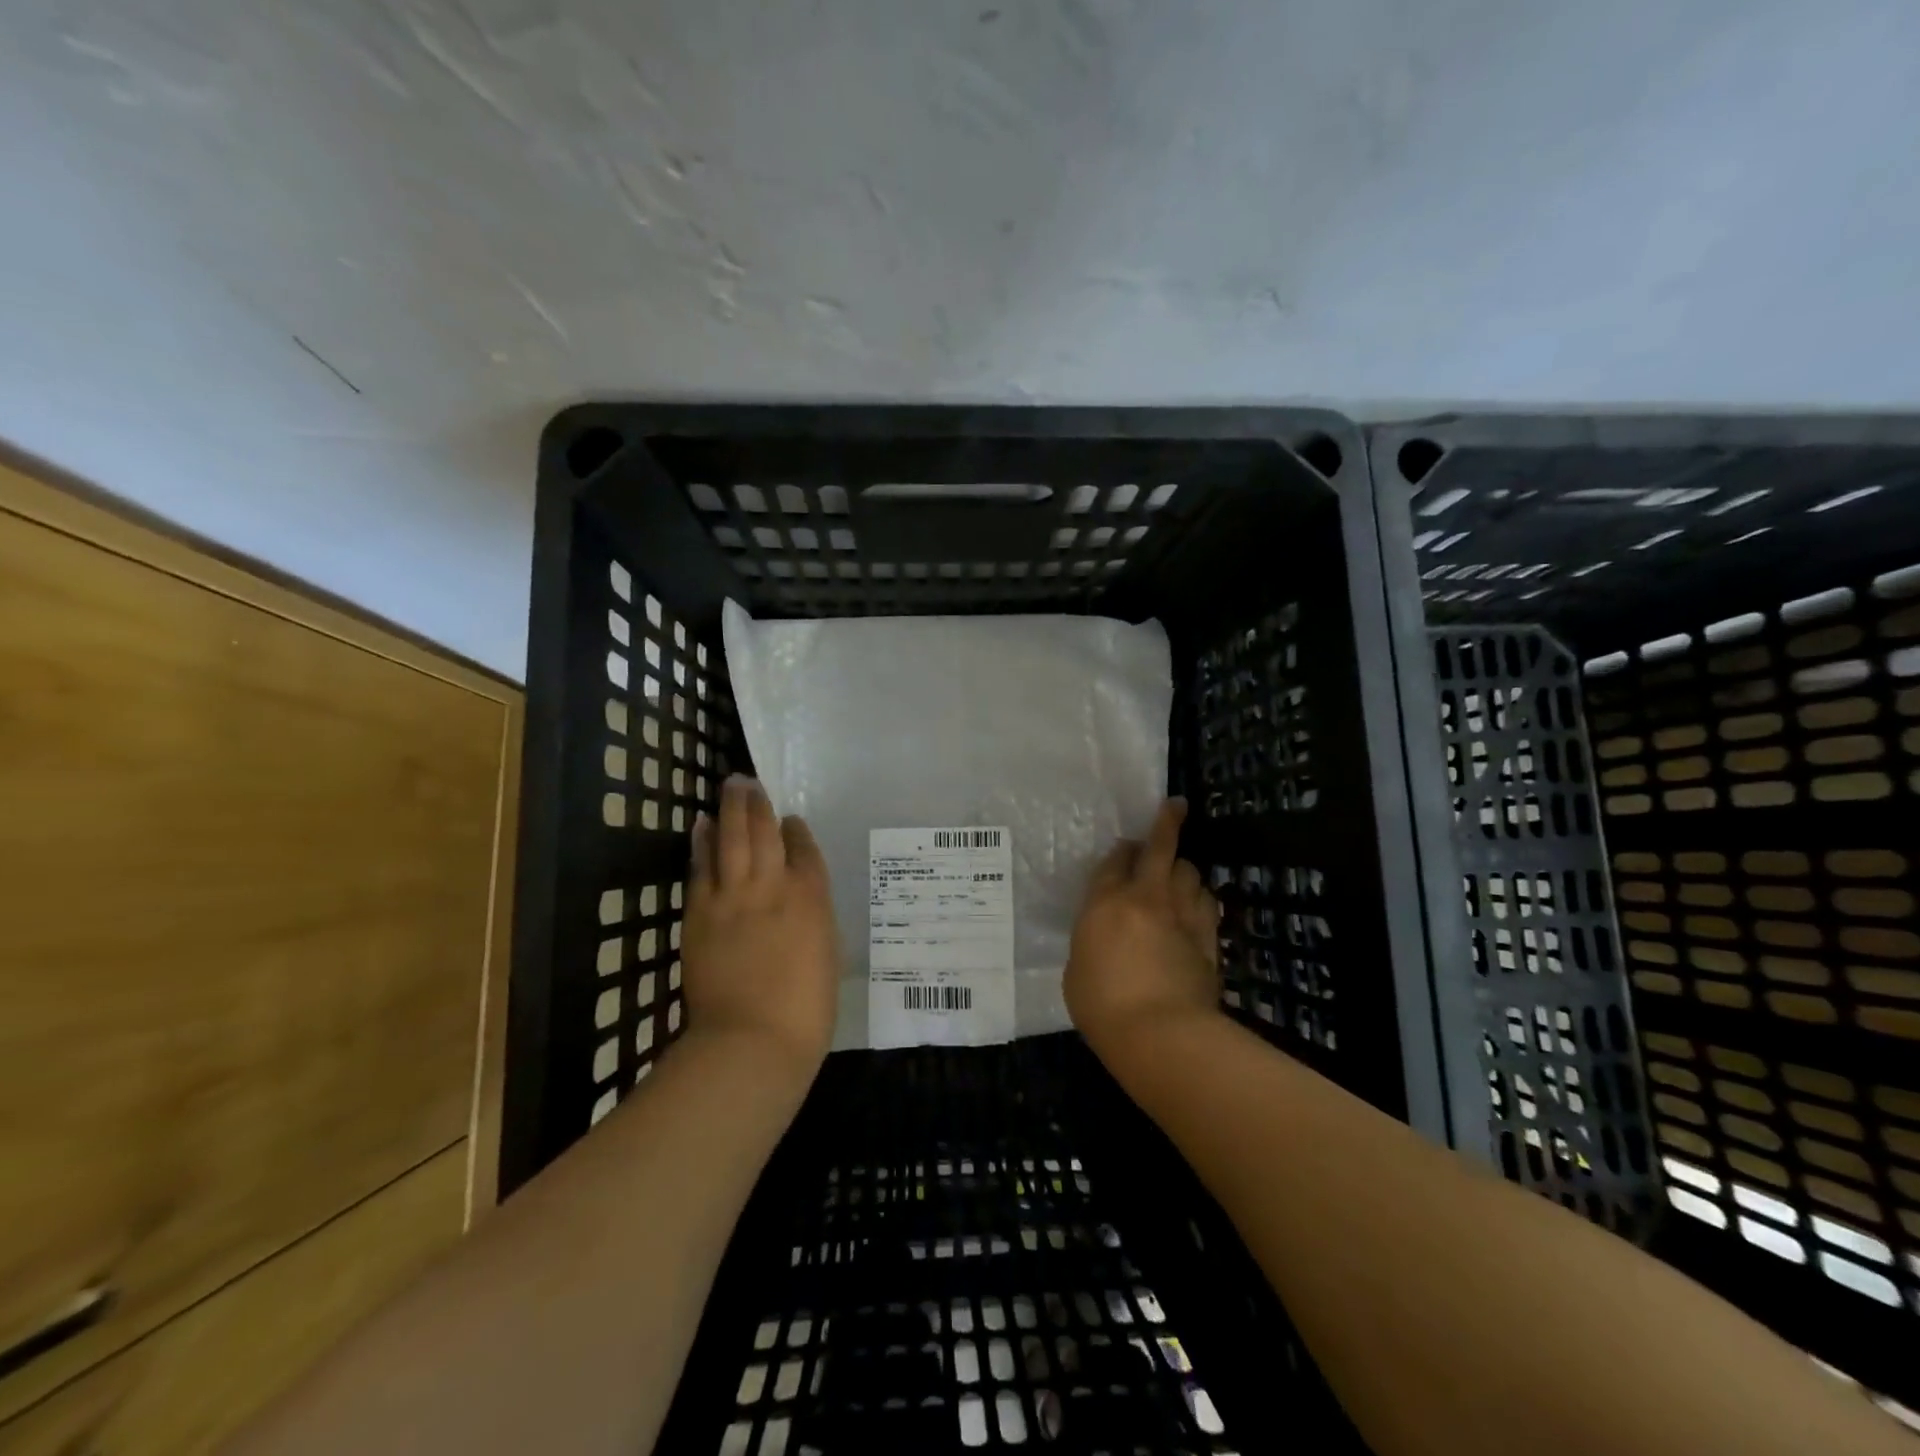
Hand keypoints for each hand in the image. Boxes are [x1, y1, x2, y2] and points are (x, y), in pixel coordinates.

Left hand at [682, 776, 839, 1077]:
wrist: (752, 1040)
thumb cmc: (805, 1008)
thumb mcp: (826, 952)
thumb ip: (812, 916)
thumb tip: (799, 898)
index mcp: (811, 896)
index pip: (803, 849)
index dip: (795, 830)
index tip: (789, 820)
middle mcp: (772, 885)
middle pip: (764, 832)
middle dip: (758, 804)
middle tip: (749, 781)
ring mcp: (732, 896)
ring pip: (732, 839)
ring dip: (731, 810)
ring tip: (732, 786)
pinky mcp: (699, 913)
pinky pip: (701, 867)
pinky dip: (702, 842)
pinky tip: (702, 825)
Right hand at [1064, 798, 1221, 1054]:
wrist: (1161, 1034)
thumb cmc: (1102, 1006)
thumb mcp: (1077, 969)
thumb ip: (1092, 939)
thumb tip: (1106, 934)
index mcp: (1105, 902)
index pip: (1114, 861)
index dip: (1121, 851)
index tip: (1125, 848)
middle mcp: (1145, 897)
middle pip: (1160, 848)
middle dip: (1167, 822)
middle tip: (1174, 808)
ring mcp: (1181, 914)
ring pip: (1190, 871)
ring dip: (1183, 868)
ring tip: (1179, 874)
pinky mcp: (1208, 936)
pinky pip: (1207, 902)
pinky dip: (1200, 896)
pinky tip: (1197, 902)